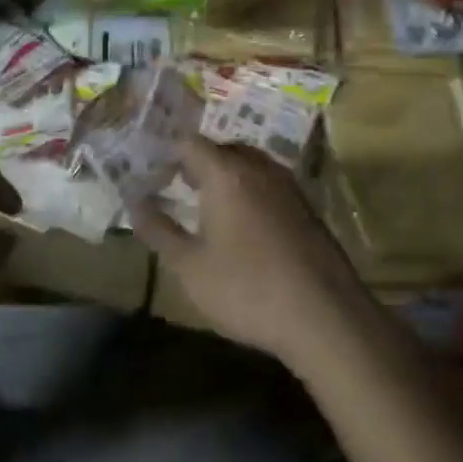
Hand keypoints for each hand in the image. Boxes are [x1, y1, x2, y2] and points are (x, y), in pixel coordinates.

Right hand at [131, 137, 371, 367]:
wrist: (326, 318)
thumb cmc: (248, 289)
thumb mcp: (190, 267)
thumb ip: (159, 231)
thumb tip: (135, 204)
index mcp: (227, 174)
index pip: (190, 143)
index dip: (167, 153)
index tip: (151, 173)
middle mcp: (259, 169)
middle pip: (222, 149)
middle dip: (196, 162)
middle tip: (175, 186)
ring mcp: (289, 187)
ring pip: (249, 165)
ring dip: (225, 176)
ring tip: (206, 205)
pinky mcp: (308, 209)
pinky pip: (269, 185)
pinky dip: (249, 192)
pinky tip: (243, 226)